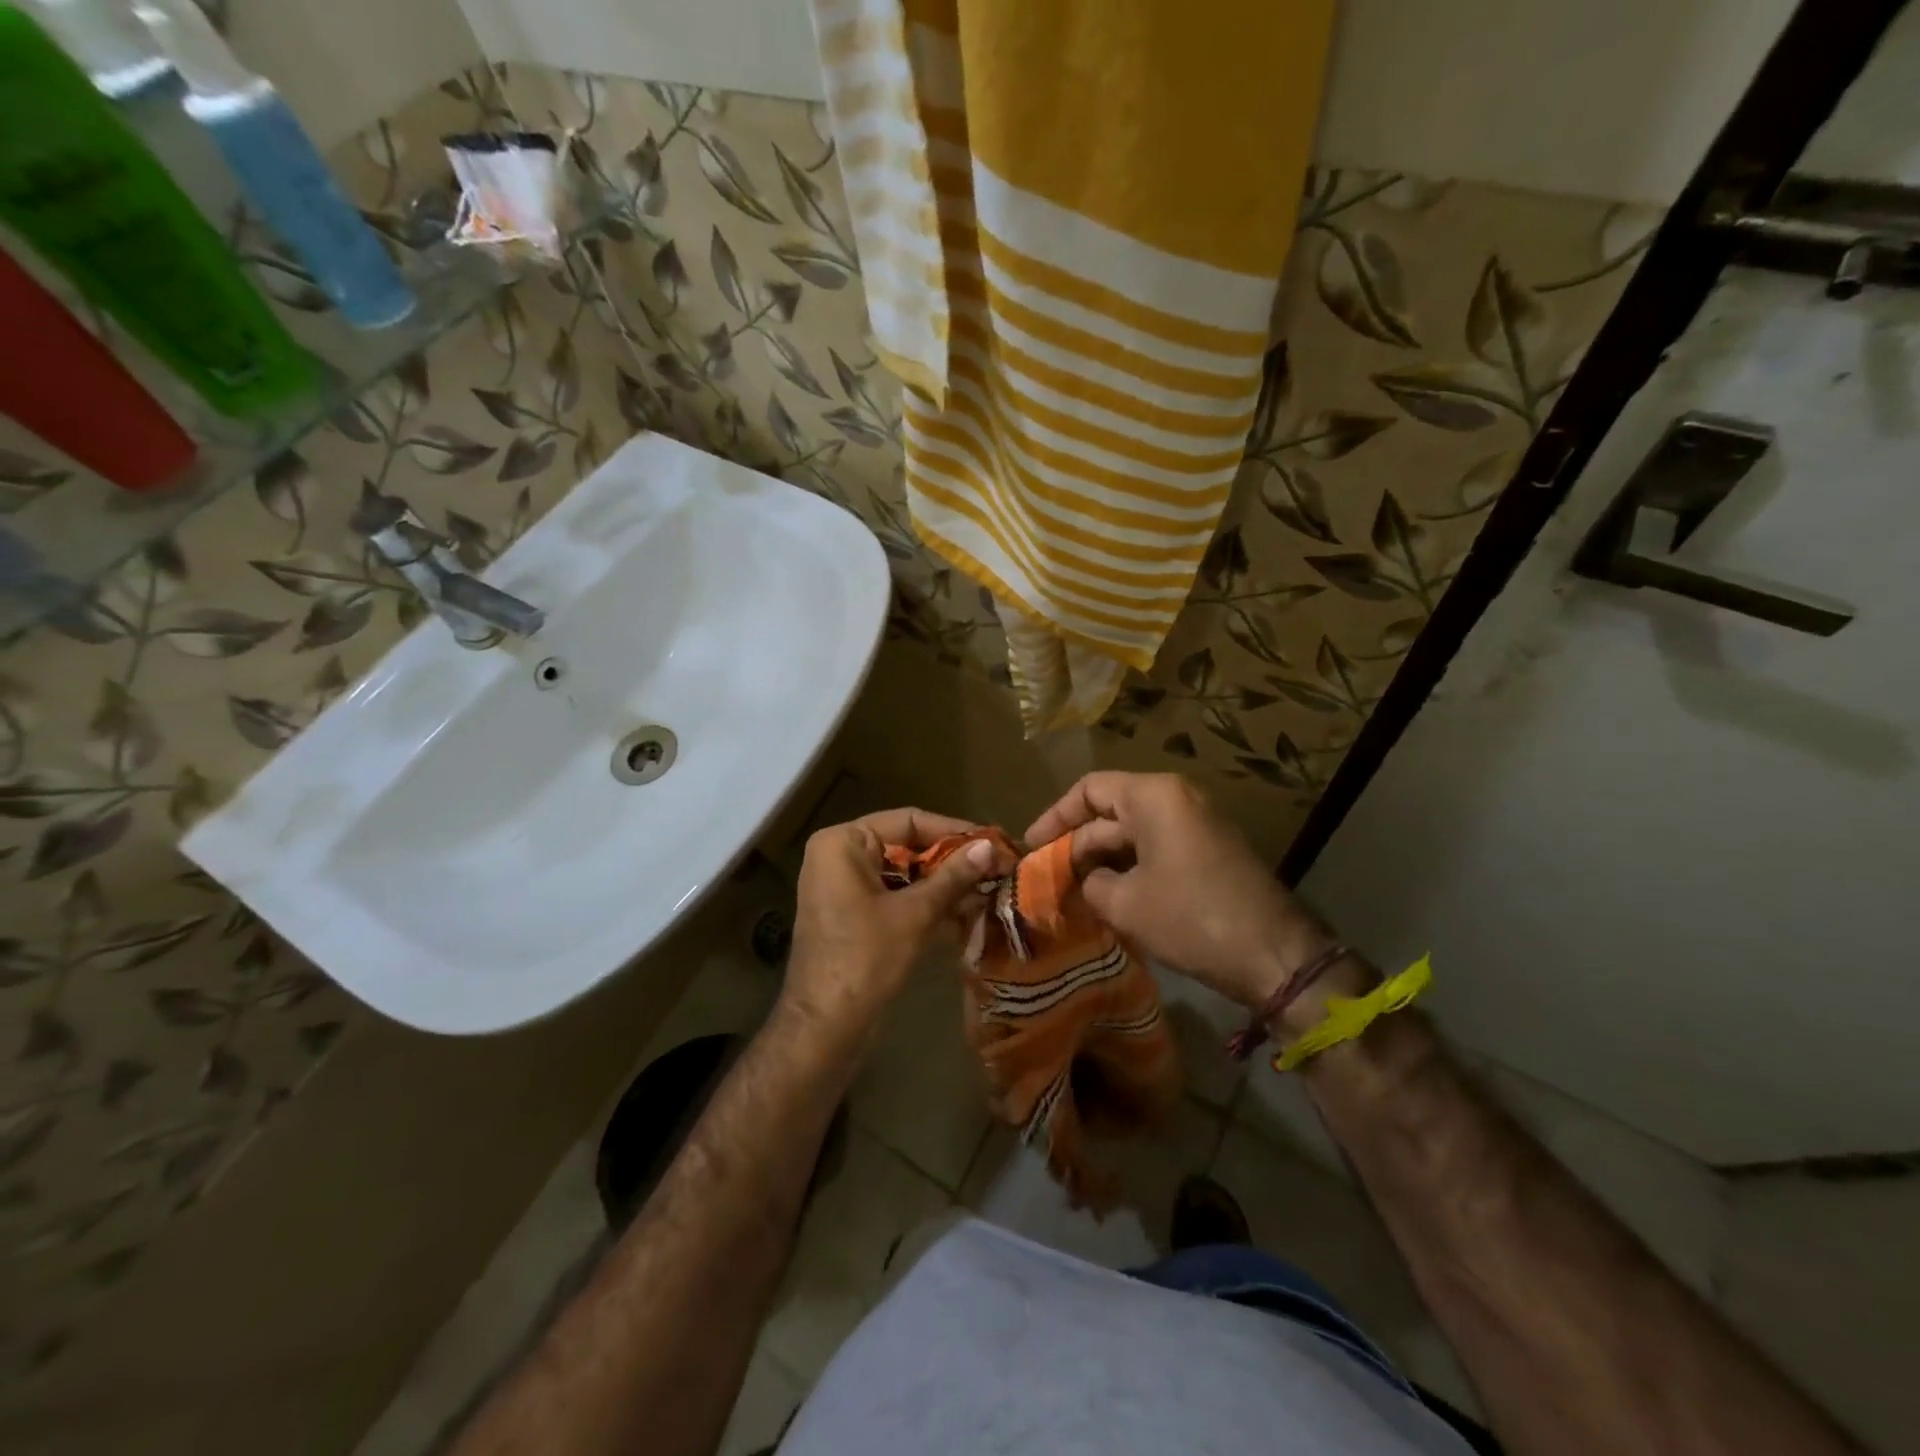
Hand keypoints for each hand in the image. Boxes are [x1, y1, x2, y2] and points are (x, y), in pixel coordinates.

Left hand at [779, 808, 1008, 1050]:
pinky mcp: (851, 914)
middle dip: (949, 860)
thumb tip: (990, 846)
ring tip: (986, 889)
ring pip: (902, 873)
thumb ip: (953, 876)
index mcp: (843, 843)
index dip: (952, 830)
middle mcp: (838, 856)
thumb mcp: (915, 913)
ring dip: (941, 884)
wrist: (825, 1026)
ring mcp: (843, 887)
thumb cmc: (866, 959)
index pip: (907, 821)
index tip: (992, 841)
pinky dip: (924, 903)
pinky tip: (963, 913)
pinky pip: (893, 896)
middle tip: (994, 866)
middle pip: (905, 846)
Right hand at [1026, 773, 1343, 1009]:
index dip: (1055, 817)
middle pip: (1111, 812)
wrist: (1274, 955)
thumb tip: (1083, 879)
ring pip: (1133, 834)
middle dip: (1077, 845)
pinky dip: (1130, 869)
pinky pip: (1157, 849)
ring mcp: (1197, 825)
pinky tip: (1110, 899)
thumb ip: (1089, 882)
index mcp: (1154, 796)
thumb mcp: (1124, 903)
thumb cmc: (1191, 918)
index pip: (1089, 789)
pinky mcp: (1209, 852)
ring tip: (1072, 893)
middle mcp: (1177, 799)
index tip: (1031, 847)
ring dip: (1102, 861)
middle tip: (1048, 880)